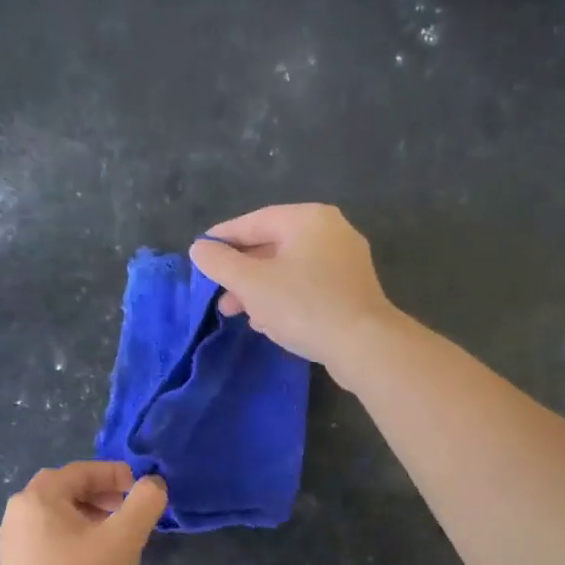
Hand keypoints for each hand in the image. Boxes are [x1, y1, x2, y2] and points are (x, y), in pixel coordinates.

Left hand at [0, 462, 165, 564]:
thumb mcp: (123, 539)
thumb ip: (144, 503)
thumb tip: (154, 483)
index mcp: (39, 496)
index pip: (83, 470)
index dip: (117, 474)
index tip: (142, 491)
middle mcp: (19, 511)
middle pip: (68, 489)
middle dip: (103, 494)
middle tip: (130, 511)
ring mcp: (13, 540)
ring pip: (59, 513)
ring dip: (90, 515)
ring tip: (117, 535)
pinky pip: (49, 535)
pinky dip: (75, 535)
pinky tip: (94, 558)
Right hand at [188, 204, 398, 376]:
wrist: (364, 345)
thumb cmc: (304, 306)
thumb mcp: (252, 283)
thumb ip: (221, 263)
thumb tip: (200, 248)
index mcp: (308, 219)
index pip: (255, 221)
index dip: (223, 238)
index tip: (200, 253)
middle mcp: (331, 232)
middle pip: (273, 246)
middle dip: (241, 273)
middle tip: (218, 295)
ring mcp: (346, 262)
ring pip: (290, 270)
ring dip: (260, 291)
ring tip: (237, 314)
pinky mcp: (352, 291)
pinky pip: (308, 287)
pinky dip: (284, 300)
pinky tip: (268, 323)